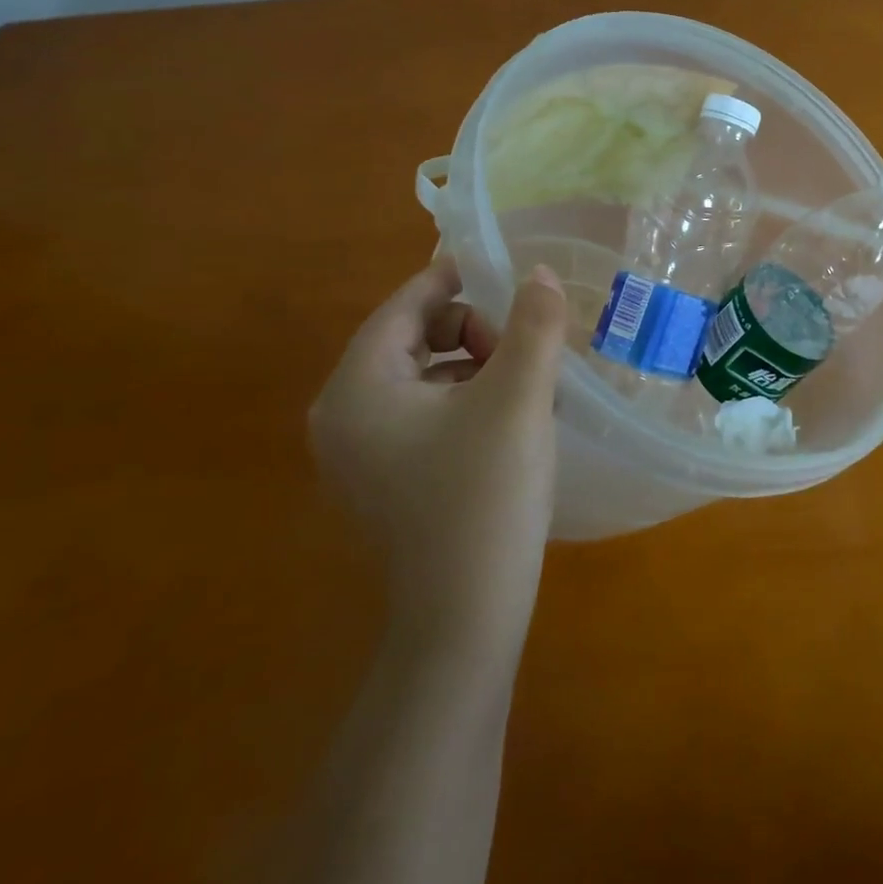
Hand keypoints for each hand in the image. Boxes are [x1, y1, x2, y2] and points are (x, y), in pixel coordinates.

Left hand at [310, 260, 567, 650]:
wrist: (467, 614)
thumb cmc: (486, 494)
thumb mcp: (518, 398)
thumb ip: (533, 326)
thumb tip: (538, 274)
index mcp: (358, 388)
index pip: (403, 307)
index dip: (452, 279)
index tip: (500, 268)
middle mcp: (344, 416)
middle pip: (411, 339)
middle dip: (472, 331)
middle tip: (523, 354)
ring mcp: (362, 454)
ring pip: (424, 377)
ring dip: (476, 366)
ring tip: (528, 387)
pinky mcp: (386, 481)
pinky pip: (426, 414)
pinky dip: (467, 401)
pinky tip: (511, 423)